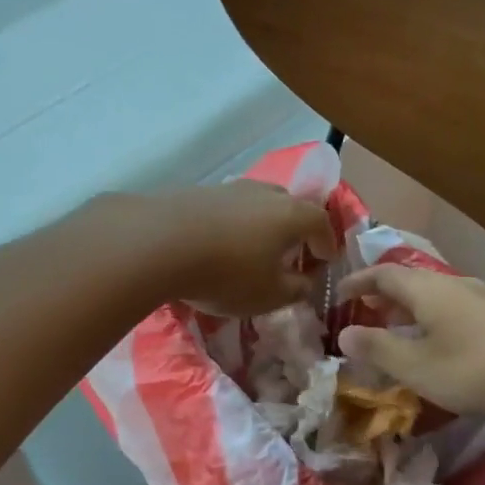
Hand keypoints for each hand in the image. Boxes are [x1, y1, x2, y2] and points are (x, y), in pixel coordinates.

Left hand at [144, 181, 336, 316]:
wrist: (157, 243)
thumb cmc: (227, 273)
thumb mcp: (270, 295)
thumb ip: (296, 289)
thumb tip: (305, 282)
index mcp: (291, 215)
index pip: (321, 223)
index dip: (327, 243)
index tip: (326, 260)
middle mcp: (264, 193)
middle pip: (290, 206)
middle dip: (295, 229)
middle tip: (292, 252)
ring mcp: (229, 188)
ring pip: (256, 204)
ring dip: (261, 225)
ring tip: (253, 249)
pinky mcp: (196, 192)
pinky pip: (226, 209)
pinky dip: (231, 225)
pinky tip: (218, 244)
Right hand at [336, 265, 484, 421]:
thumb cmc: (476, 370)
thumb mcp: (417, 367)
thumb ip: (378, 349)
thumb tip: (345, 333)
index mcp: (428, 289)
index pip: (383, 274)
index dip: (357, 282)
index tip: (337, 295)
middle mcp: (454, 284)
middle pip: (410, 282)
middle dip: (383, 297)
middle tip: (363, 316)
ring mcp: (483, 298)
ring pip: (434, 296)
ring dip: (409, 310)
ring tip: (396, 332)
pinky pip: (454, 309)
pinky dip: (432, 320)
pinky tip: (438, 346)